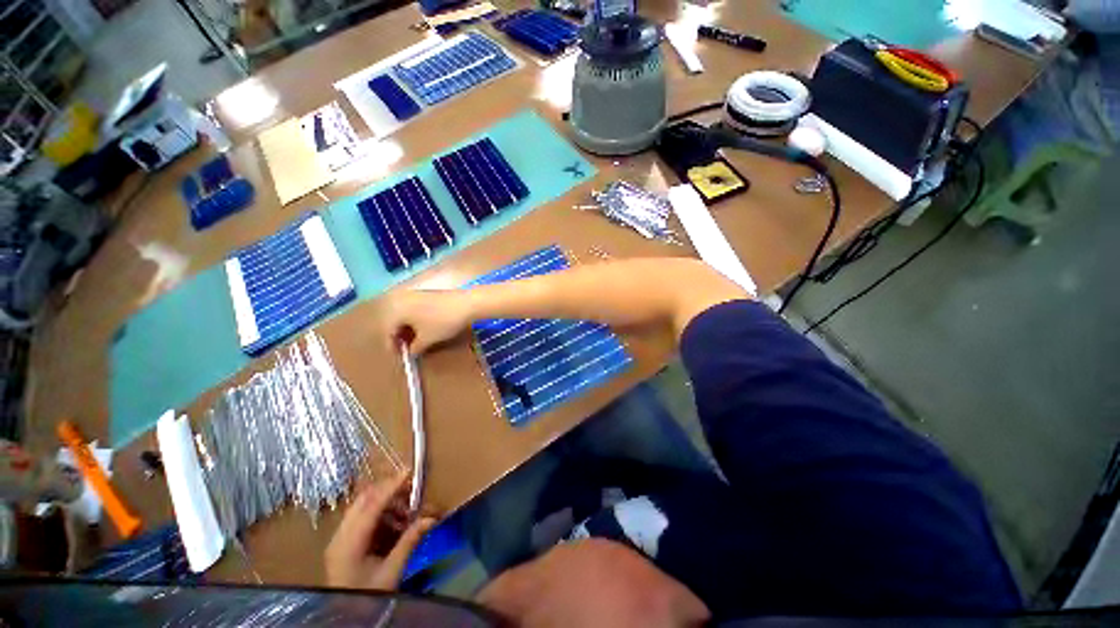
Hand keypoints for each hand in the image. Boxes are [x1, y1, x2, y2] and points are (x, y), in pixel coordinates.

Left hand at [325, 472, 435, 589]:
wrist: (345, 618)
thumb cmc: (369, 596)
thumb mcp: (391, 571)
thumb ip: (410, 541)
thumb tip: (431, 518)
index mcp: (349, 543)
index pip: (371, 506)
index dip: (390, 487)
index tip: (408, 471)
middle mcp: (340, 536)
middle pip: (363, 501)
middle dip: (388, 491)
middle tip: (411, 489)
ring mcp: (338, 539)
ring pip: (362, 507)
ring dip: (385, 503)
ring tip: (407, 512)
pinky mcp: (341, 543)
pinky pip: (360, 518)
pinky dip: (379, 514)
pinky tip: (395, 524)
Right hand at [380, 289, 473, 354]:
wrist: (467, 303)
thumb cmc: (443, 322)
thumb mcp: (427, 339)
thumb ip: (414, 348)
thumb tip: (411, 352)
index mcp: (396, 310)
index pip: (388, 331)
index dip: (393, 346)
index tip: (401, 357)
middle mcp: (401, 299)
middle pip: (395, 321)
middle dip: (401, 337)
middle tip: (409, 349)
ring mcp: (414, 295)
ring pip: (405, 315)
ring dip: (409, 329)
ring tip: (418, 341)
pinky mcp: (426, 294)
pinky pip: (414, 309)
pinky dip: (416, 321)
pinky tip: (425, 329)